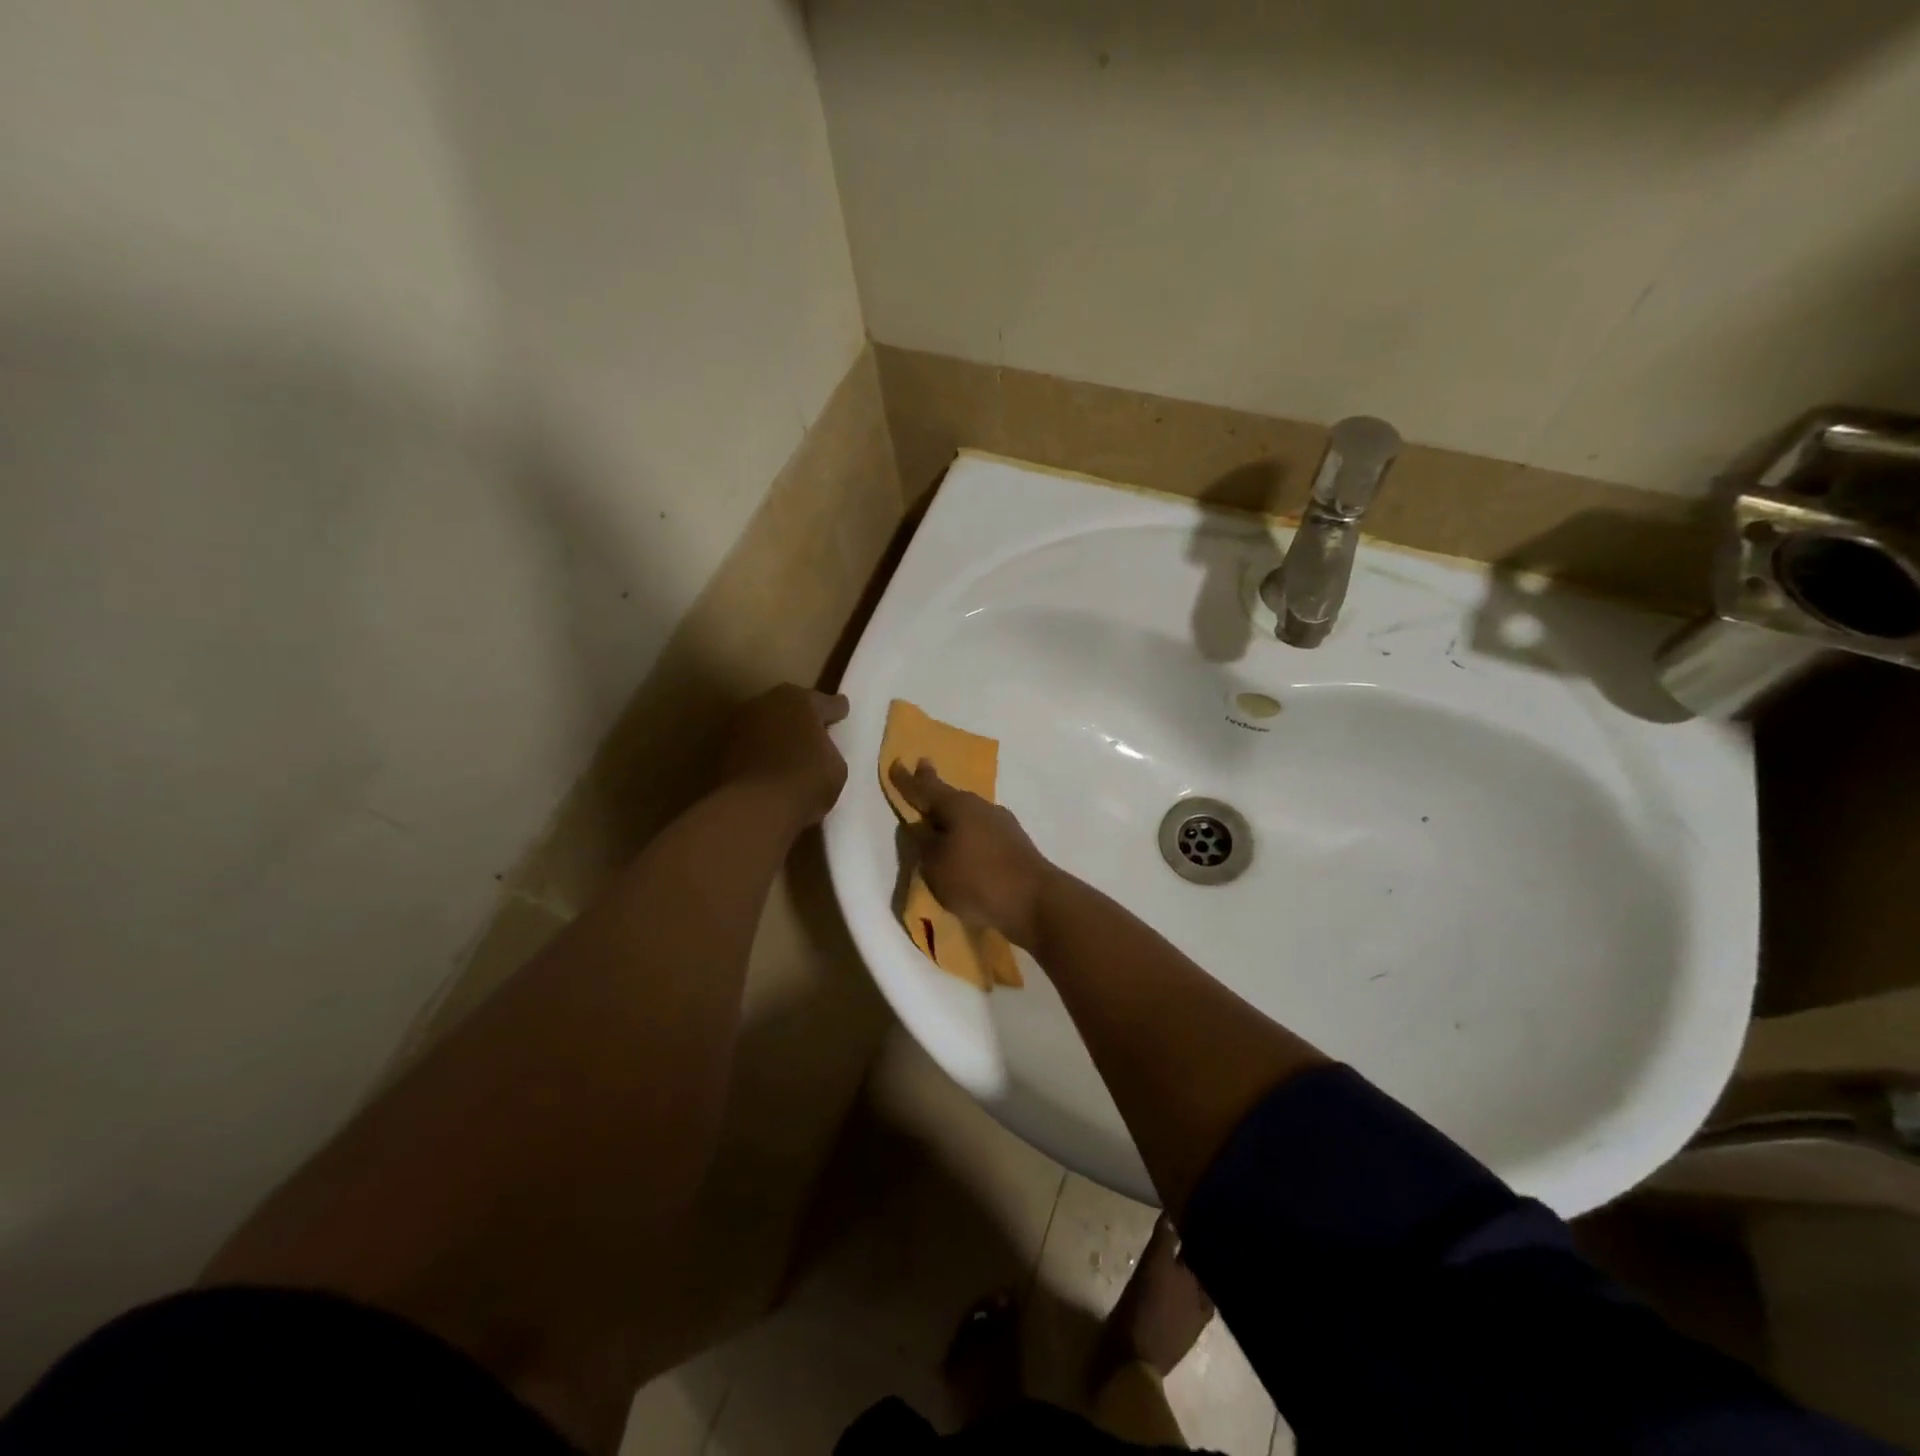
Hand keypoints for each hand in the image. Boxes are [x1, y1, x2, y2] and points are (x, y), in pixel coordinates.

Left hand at [721, 685, 849, 830]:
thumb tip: (817, 749)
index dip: (837, 711)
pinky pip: (752, 744)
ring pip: (768, 723)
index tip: (841, 714)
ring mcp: (741, 722)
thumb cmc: (806, 781)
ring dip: (777, 733)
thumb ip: (828, 749)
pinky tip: (769, 766)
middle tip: (814, 734)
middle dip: (803, 718)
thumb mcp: (836, 767)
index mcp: (802, 700)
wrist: (755, 808)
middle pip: (792, 706)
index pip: (827, 703)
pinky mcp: (722, 746)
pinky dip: (760, 751)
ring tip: (789, 752)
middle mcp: (768, 701)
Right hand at [889, 760, 1057, 948]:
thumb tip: (919, 824)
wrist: (1036, 901)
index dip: (908, 779)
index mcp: (957, 805)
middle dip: (934, 793)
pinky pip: (982, 832)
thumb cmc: (977, 879)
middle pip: (951, 797)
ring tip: (940, 822)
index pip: (925, 788)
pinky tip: (966, 846)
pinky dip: (969, 835)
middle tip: (921, 781)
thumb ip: (923, 842)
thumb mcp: (936, 864)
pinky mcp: (1015, 844)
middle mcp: (981, 806)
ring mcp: (1003, 824)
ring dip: (953, 817)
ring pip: (969, 815)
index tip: (897, 763)